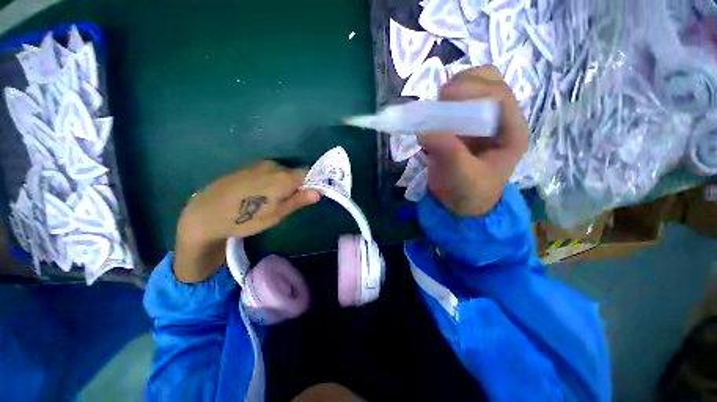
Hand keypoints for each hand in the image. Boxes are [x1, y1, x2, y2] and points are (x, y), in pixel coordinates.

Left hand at [174, 161, 319, 282]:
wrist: (205, 213)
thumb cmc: (245, 218)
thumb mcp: (276, 214)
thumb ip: (299, 200)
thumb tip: (319, 192)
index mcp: (284, 177)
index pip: (309, 174)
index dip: (312, 184)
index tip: (309, 196)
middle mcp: (274, 166)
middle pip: (295, 173)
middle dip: (296, 185)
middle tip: (287, 203)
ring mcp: (259, 165)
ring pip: (281, 172)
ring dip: (283, 183)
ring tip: (270, 200)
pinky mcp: (248, 167)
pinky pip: (268, 172)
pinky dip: (270, 181)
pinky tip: (257, 194)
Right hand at [419, 65, 528, 216]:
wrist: (459, 204)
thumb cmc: (469, 193)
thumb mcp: (462, 176)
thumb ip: (447, 151)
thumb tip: (423, 130)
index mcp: (511, 132)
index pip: (501, 97)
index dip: (474, 90)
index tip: (444, 96)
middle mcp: (499, 120)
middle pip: (491, 82)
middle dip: (466, 83)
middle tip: (441, 97)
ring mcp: (480, 121)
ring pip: (474, 87)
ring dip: (455, 89)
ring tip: (437, 104)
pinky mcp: (462, 126)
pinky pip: (455, 103)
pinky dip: (443, 103)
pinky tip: (432, 113)